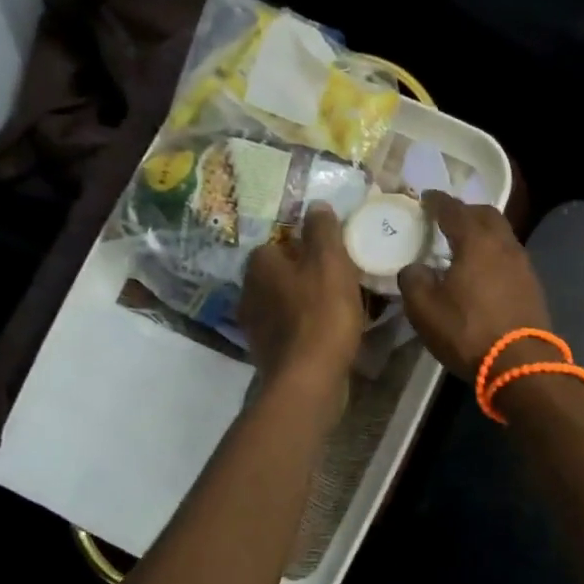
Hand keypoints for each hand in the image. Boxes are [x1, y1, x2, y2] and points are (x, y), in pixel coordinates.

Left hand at [240, 207, 363, 382]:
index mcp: (259, 265)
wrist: (309, 379)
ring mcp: (254, 326)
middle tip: (334, 278)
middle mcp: (248, 292)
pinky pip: (287, 329)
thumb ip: (322, 230)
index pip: (274, 243)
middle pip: (276, 274)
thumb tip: (316, 205)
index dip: (300, 245)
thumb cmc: (321, 313)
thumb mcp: (330, 261)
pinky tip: (326, 333)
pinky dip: (303, 327)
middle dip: (300, 274)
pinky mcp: (266, 353)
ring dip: (301, 301)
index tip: (327, 253)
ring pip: (281, 302)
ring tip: (335, 305)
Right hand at [398, 193, 552, 378]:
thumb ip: (413, 280)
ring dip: (483, 233)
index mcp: (476, 242)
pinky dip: (493, 254)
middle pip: (486, 215)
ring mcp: (523, 265)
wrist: (521, 364)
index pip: (454, 210)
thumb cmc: (468, 331)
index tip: (426, 197)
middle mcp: (504, 245)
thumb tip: (414, 268)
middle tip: (447, 217)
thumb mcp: (424, 309)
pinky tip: (483, 270)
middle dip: (466, 211)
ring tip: (464, 244)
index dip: (438, 201)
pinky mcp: (532, 286)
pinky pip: (509, 256)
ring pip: (502, 235)